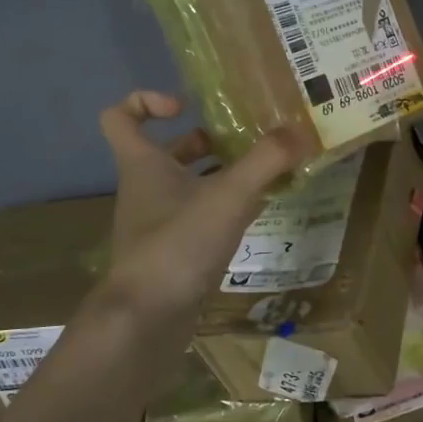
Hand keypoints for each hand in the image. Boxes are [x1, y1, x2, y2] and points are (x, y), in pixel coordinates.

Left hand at [97, 91, 304, 327]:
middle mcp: (146, 189)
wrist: (146, 320)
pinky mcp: (174, 252)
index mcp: (143, 165)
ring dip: (220, 176)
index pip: (121, 117)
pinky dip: (226, 209)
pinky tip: (258, 213)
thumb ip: (266, 161)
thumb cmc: (177, 245)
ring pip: (187, 186)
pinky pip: (200, 218)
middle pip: (167, 152)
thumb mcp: (227, 196)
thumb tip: (301, 130)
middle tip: (244, 141)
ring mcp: (158, 223)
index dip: (148, 101)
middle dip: (205, 142)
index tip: (187, 106)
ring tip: (263, 173)